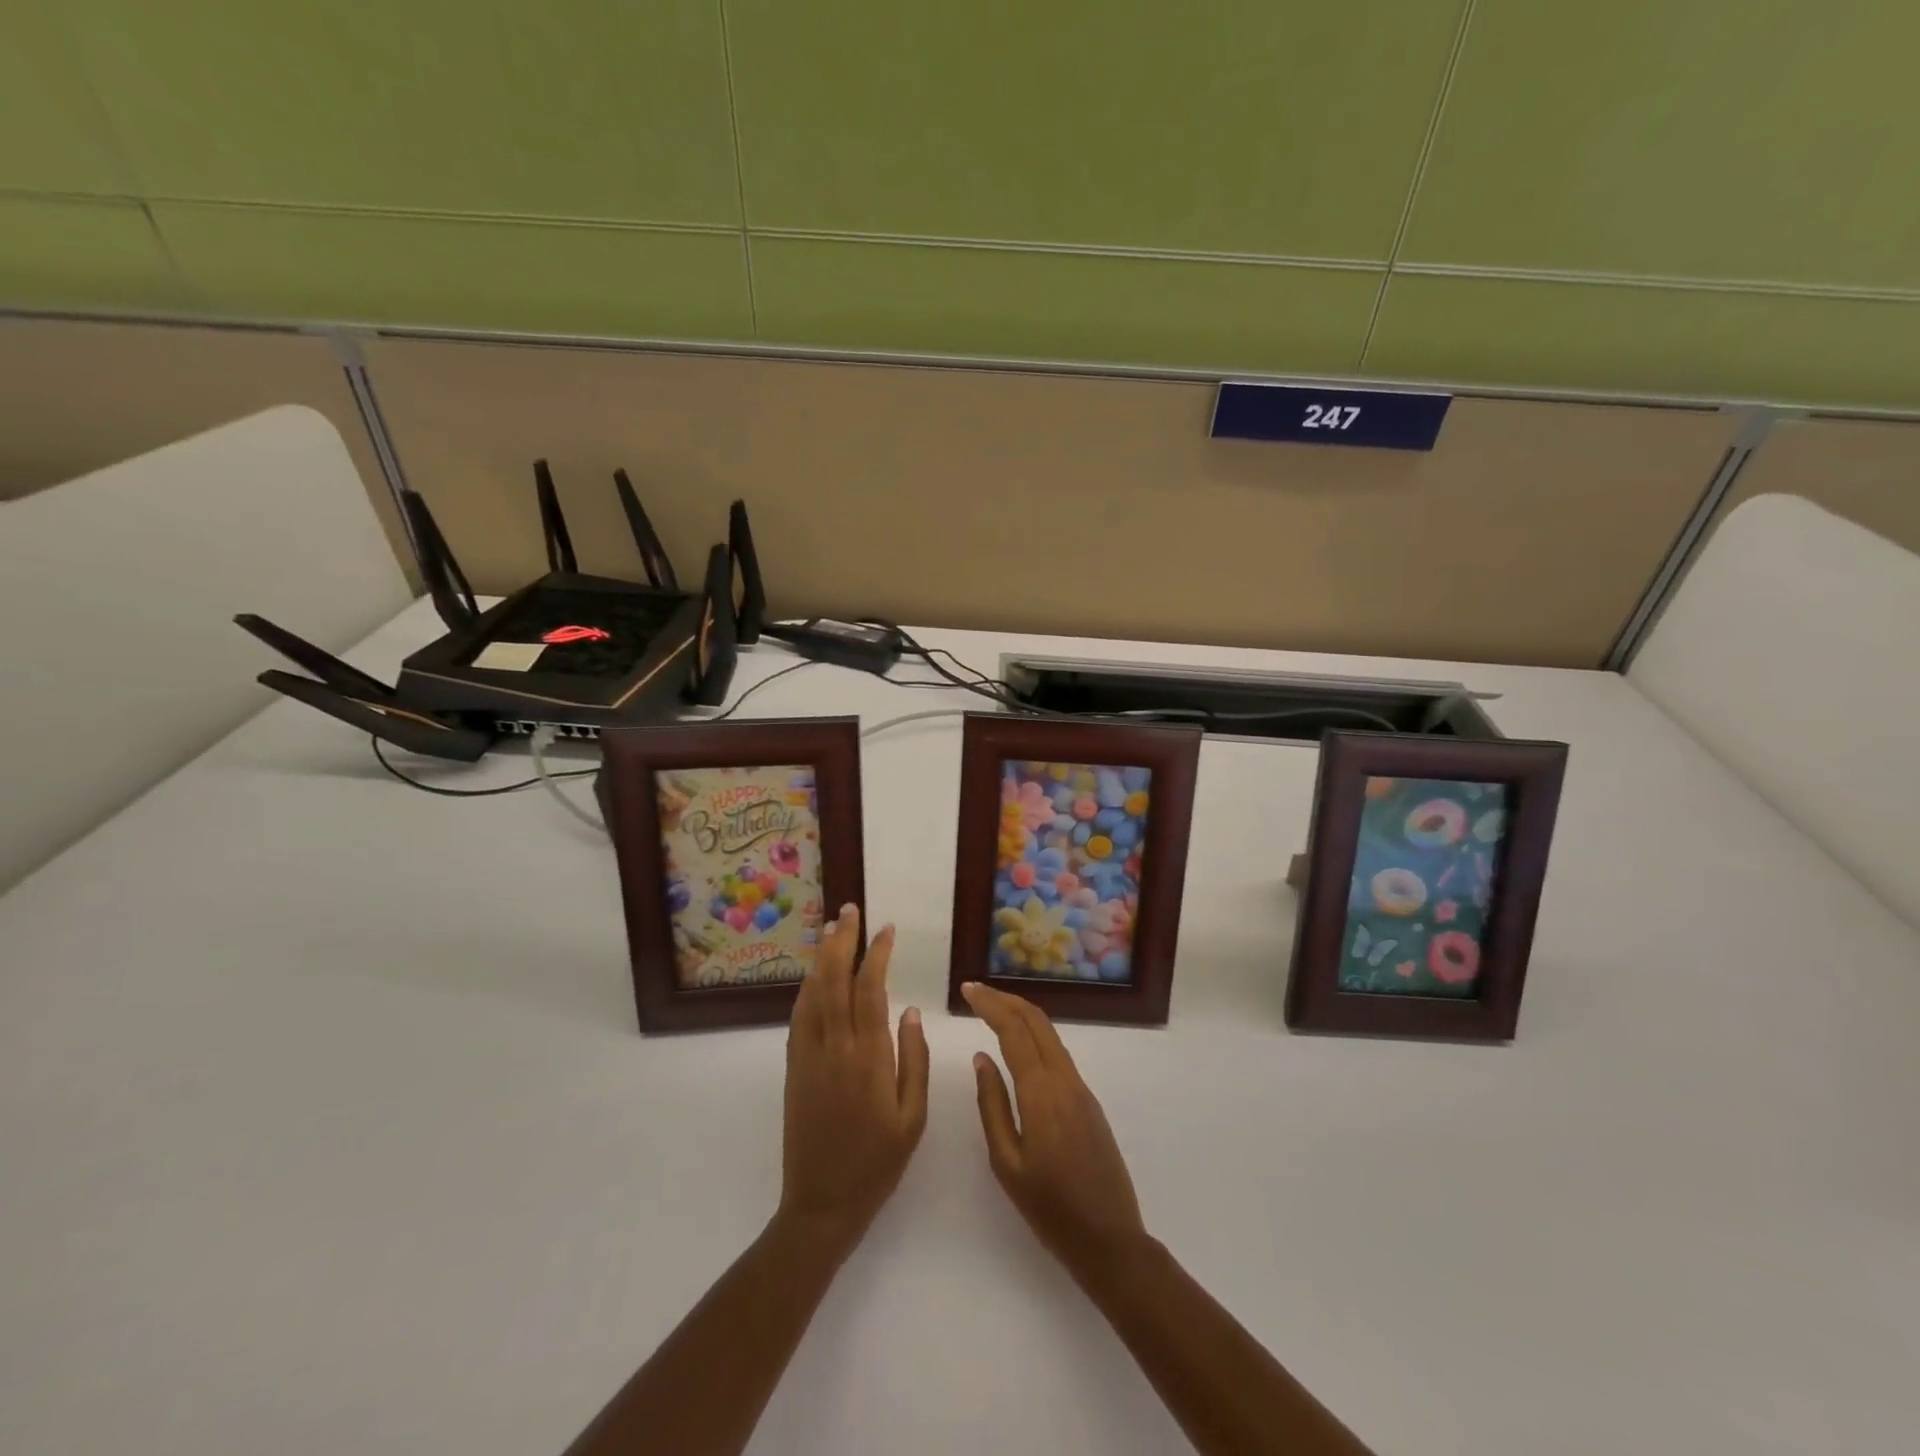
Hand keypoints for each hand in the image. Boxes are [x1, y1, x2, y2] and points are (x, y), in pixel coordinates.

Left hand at [779, 907, 928, 1253]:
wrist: (821, 1204)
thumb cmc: (877, 1163)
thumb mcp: (912, 1119)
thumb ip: (913, 1061)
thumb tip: (912, 1012)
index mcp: (868, 1058)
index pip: (870, 990)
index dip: (876, 954)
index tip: (886, 930)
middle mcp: (834, 1047)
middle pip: (835, 981)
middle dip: (842, 941)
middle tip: (850, 910)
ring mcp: (809, 1056)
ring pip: (812, 994)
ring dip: (821, 958)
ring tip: (831, 929)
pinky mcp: (794, 1068)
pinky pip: (799, 1017)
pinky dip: (807, 988)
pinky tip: (814, 976)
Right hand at [964, 981, 1149, 1284]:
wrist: (1110, 1240)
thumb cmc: (1050, 1209)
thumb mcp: (1007, 1163)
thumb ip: (992, 1105)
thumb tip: (982, 1058)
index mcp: (1041, 1092)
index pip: (1013, 1029)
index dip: (989, 1004)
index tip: (966, 990)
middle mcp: (1064, 1079)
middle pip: (1036, 1020)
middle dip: (1005, 999)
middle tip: (975, 992)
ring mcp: (1081, 1088)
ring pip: (1050, 1034)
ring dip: (1021, 1014)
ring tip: (992, 1010)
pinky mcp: (1088, 1101)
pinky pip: (1058, 1053)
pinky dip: (1035, 1035)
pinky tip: (1018, 1044)